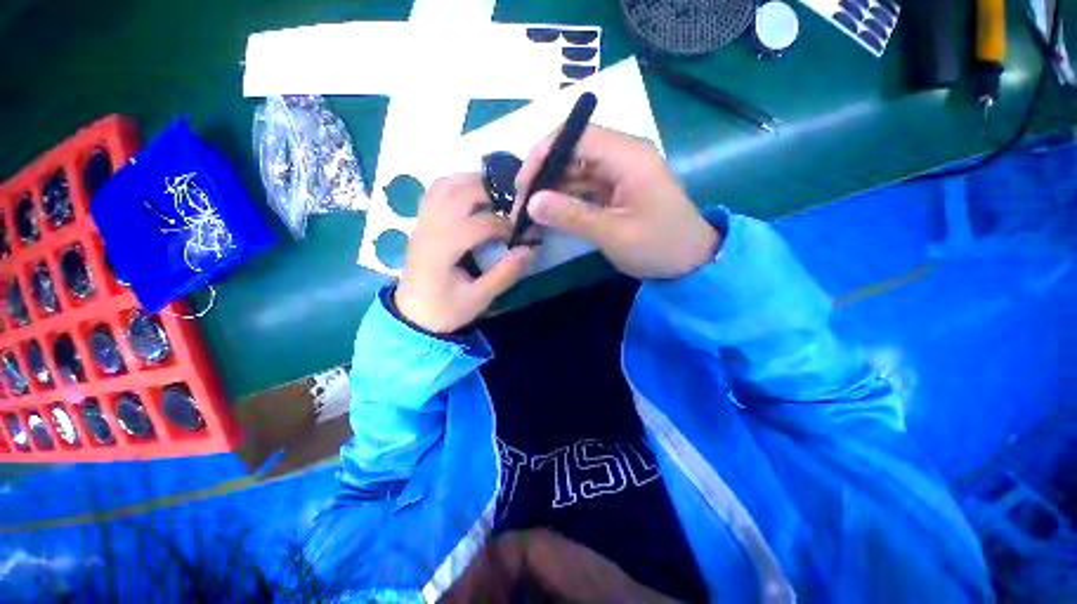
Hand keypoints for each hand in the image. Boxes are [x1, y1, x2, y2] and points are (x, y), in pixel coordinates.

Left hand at [395, 174, 533, 333]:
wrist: (413, 314)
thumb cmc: (446, 309)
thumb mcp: (479, 299)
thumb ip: (504, 274)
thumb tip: (529, 250)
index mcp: (441, 250)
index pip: (476, 224)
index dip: (502, 225)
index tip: (517, 235)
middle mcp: (429, 228)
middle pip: (460, 194)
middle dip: (491, 194)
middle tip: (512, 206)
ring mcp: (422, 221)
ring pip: (446, 185)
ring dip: (473, 183)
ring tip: (496, 195)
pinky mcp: (422, 221)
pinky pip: (436, 190)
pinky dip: (457, 184)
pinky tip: (473, 195)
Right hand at [514, 125, 718, 278]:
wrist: (691, 262)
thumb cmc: (659, 246)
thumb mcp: (614, 234)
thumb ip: (572, 216)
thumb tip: (532, 203)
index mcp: (628, 156)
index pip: (576, 135)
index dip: (544, 154)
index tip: (522, 185)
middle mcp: (622, 155)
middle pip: (572, 152)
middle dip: (544, 177)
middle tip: (522, 207)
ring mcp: (619, 173)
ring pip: (575, 171)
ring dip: (552, 191)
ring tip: (530, 215)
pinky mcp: (616, 189)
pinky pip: (584, 188)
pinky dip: (565, 201)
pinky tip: (549, 215)